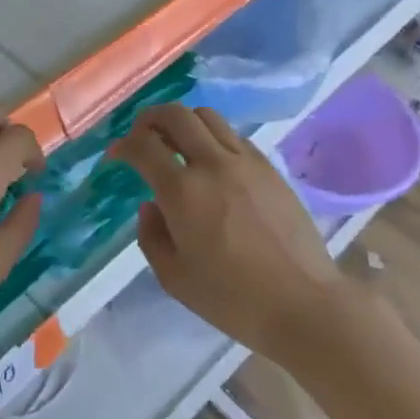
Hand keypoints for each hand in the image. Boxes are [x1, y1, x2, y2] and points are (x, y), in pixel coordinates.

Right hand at [109, 103, 345, 359]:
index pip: (143, 146)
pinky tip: (211, 161)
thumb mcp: (174, 278)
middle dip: (150, 118)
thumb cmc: (232, 299)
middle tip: (142, 136)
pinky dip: (213, 136)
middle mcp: (213, 163)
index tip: (116, 155)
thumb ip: (151, 236)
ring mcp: (245, 161)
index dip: (123, 145)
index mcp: (183, 191)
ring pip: (207, 116)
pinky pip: (233, 135)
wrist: (303, 303)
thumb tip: (151, 205)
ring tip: (176, 142)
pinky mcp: (269, 167)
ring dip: (183, 122)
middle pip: (175, 114)